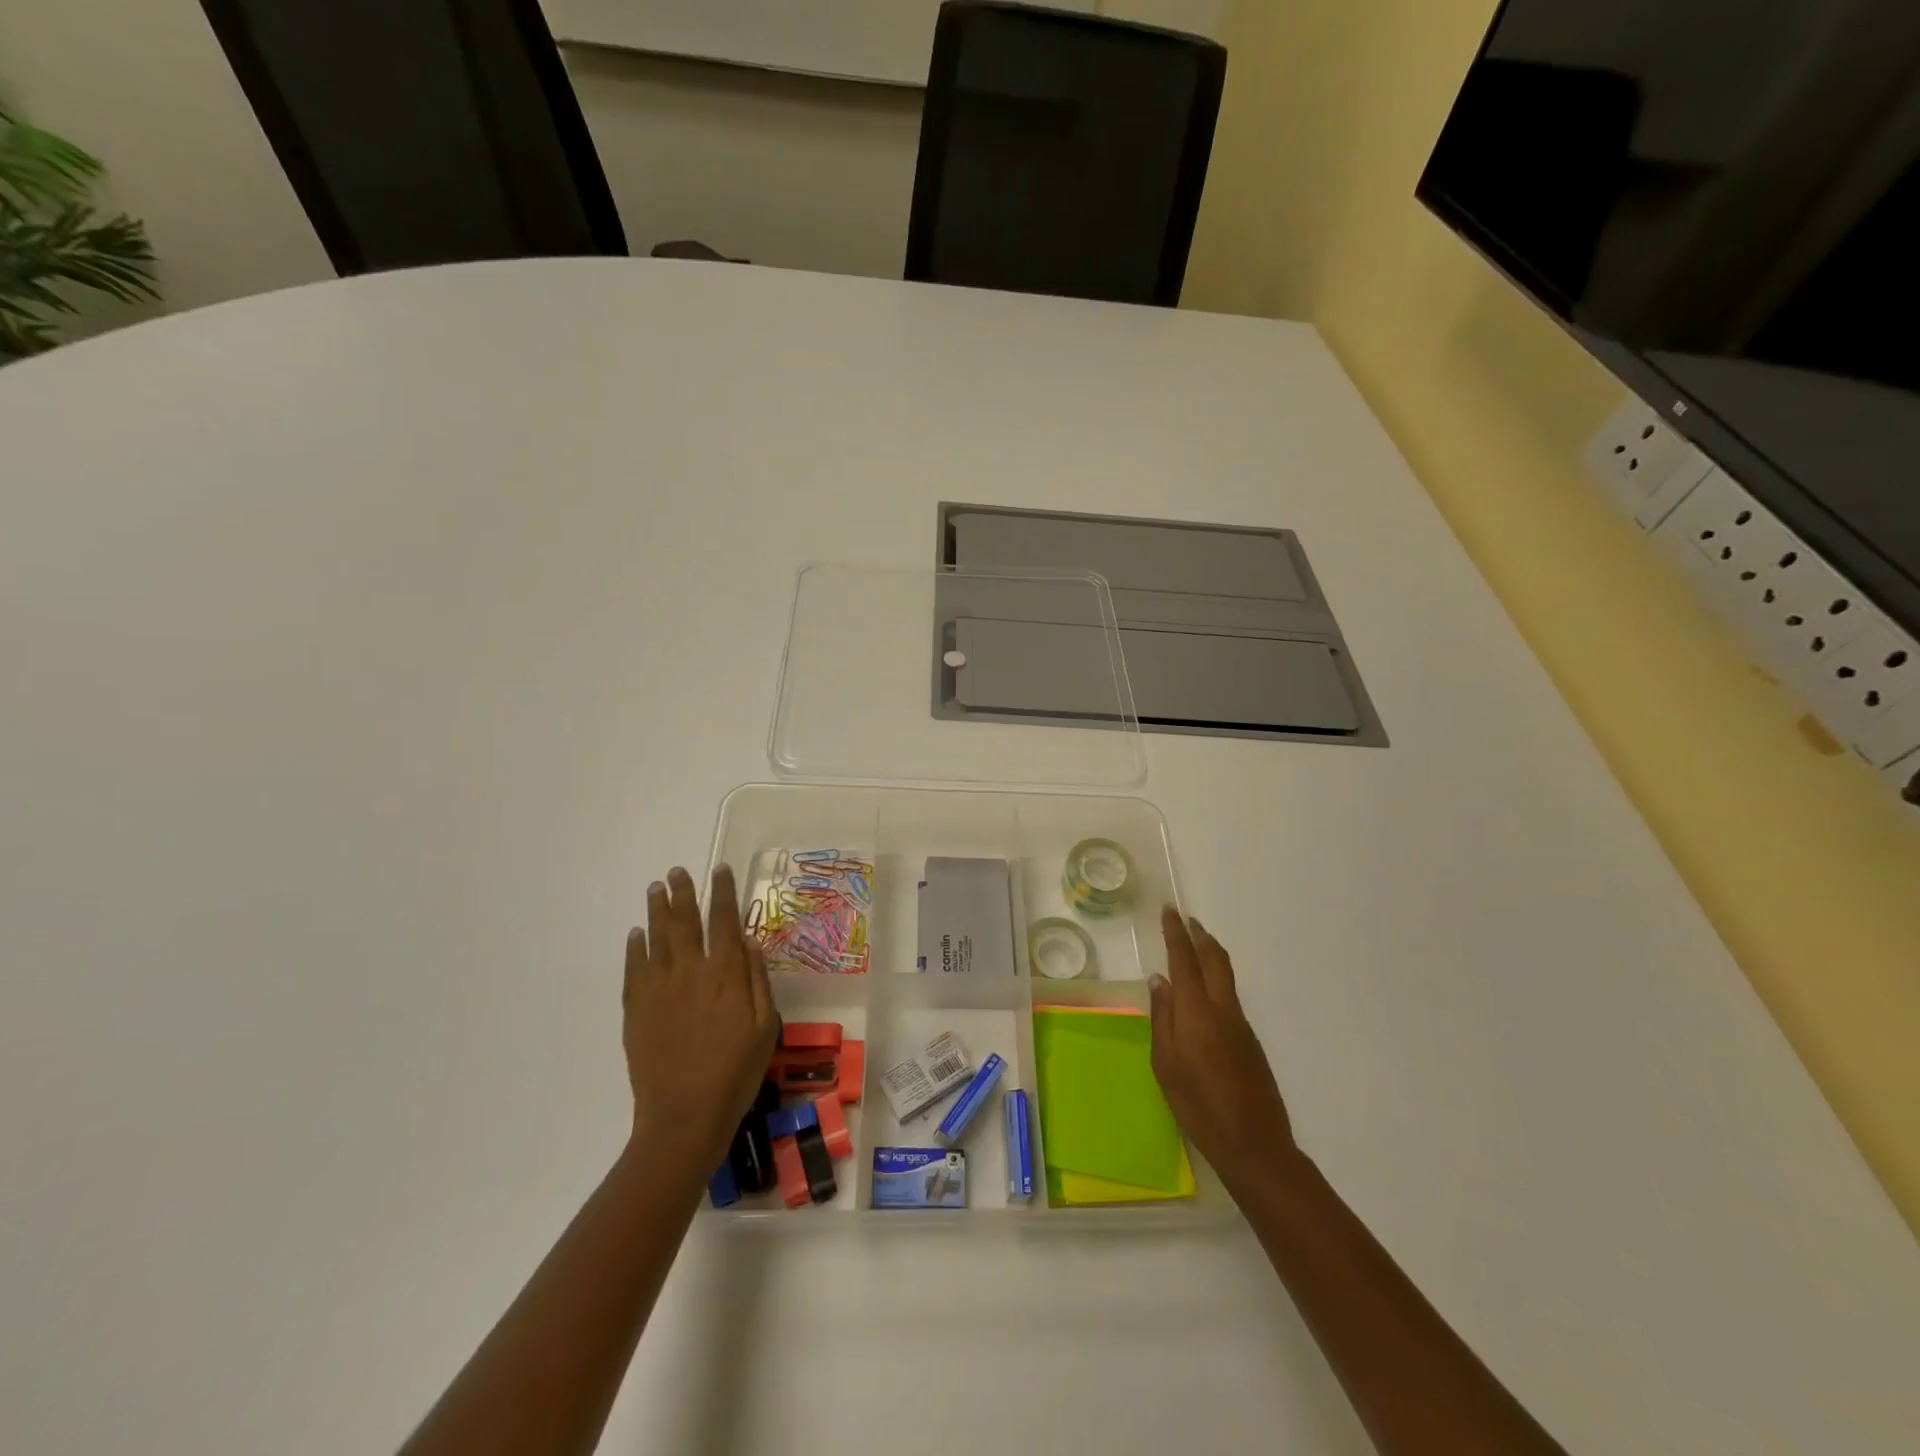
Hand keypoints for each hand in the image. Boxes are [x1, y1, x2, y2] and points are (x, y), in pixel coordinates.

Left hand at [623, 865, 777, 1174]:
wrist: (684, 1116)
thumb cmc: (735, 1072)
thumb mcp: (765, 1026)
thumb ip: (757, 980)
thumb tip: (750, 941)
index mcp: (726, 974)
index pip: (724, 921)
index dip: (723, 893)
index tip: (720, 870)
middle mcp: (690, 971)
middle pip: (685, 921)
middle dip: (683, 892)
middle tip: (678, 871)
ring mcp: (659, 989)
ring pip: (657, 938)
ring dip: (656, 910)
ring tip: (656, 888)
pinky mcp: (636, 1009)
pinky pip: (634, 968)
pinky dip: (635, 947)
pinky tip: (637, 933)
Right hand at [1149, 907, 1298, 1194]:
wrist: (1255, 1144)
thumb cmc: (1198, 1106)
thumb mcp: (1165, 1064)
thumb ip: (1162, 1018)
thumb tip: (1160, 981)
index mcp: (1197, 1011)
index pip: (1185, 960)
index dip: (1176, 933)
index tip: (1170, 910)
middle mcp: (1223, 1009)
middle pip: (1215, 959)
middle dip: (1200, 935)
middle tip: (1186, 919)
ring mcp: (1241, 1024)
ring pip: (1226, 975)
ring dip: (1211, 953)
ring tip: (1195, 944)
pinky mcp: (1250, 1040)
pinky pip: (1230, 995)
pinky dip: (1217, 977)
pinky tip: (1204, 990)